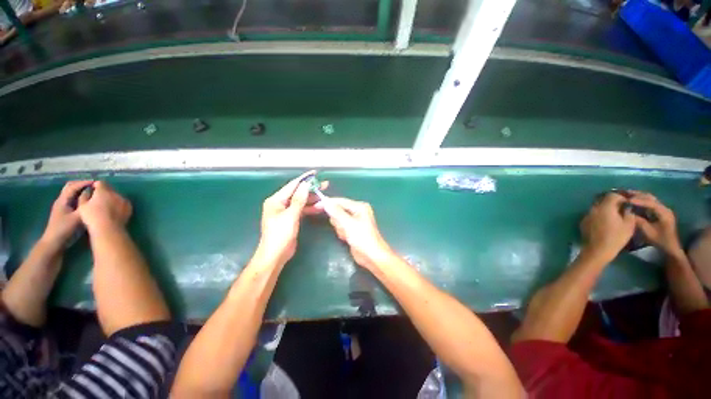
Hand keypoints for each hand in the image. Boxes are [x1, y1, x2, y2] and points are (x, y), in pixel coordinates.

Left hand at [40, 180, 93, 248]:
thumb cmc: (65, 229)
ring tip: (93, 193)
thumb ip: (85, 205)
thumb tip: (93, 195)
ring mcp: (63, 207)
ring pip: (72, 194)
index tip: (97, 183)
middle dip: (82, 185)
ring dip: (81, 191)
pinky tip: (87, 201)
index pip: (73, 186)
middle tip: (95, 186)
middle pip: (71, 187)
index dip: (84, 183)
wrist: (54, 242)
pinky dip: (81, 197)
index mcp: (63, 200)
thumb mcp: (77, 217)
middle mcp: (62, 201)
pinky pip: (74, 200)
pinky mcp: (66, 212)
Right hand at [77, 181, 131, 231]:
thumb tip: (88, 191)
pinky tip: (114, 211)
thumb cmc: (92, 217)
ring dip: (112, 198)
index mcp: (103, 191)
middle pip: (109, 189)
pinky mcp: (129, 207)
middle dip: (104, 192)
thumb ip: (85, 195)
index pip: (100, 183)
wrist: (109, 228)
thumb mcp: (82, 205)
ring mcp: (124, 200)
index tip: (92, 190)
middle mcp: (116, 193)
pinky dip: (118, 204)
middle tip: (98, 199)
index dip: (95, 185)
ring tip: (106, 206)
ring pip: (117, 196)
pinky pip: (123, 203)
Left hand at [254, 171, 327, 265]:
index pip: (292, 185)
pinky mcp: (291, 219)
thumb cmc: (280, 235)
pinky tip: (320, 207)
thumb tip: (305, 185)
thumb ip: (299, 200)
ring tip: (325, 197)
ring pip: (301, 201)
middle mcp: (280, 204)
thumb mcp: (290, 216)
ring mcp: (286, 211)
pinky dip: (310, 208)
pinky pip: (302, 210)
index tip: (315, 174)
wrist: (275, 255)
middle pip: (298, 193)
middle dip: (311, 189)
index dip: (304, 179)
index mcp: (276, 200)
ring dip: (312, 200)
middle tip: (325, 185)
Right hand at [324, 197, 394, 269]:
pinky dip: (342, 232)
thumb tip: (326, 202)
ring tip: (347, 234)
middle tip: (343, 228)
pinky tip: (347, 238)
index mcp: (359, 206)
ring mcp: (355, 220)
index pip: (341, 201)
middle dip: (338, 220)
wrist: (371, 256)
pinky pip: (341, 227)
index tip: (316, 205)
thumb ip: (336, 212)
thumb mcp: (348, 224)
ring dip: (340, 228)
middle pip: (339, 210)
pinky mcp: (352, 229)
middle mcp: (357, 211)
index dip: (329, 203)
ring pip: (338, 220)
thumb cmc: (362, 238)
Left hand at [580, 192, 635, 262]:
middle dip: (613, 203)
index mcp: (604, 207)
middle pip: (603, 200)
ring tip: (614, 216)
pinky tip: (605, 223)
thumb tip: (626, 208)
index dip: (621, 197)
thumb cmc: (616, 238)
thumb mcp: (629, 225)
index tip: (627, 203)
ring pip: (597, 208)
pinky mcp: (583, 222)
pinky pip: (592, 215)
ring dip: (605, 209)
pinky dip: (599, 216)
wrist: (597, 250)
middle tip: (622, 209)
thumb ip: (628, 213)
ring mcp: (586, 215)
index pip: (612, 195)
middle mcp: (593, 208)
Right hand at [627, 191, 682, 256]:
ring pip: (650, 199)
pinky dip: (641, 200)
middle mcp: (665, 208)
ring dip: (639, 196)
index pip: (650, 203)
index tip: (627, 200)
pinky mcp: (660, 212)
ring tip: (627, 194)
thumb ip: (639, 221)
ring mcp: (663, 210)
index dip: (639, 200)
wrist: (670, 247)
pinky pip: (650, 203)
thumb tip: (629, 213)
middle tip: (624, 193)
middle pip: (651, 198)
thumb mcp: (649, 232)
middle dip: (638, 195)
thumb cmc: (660, 241)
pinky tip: (634, 200)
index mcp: (664, 213)